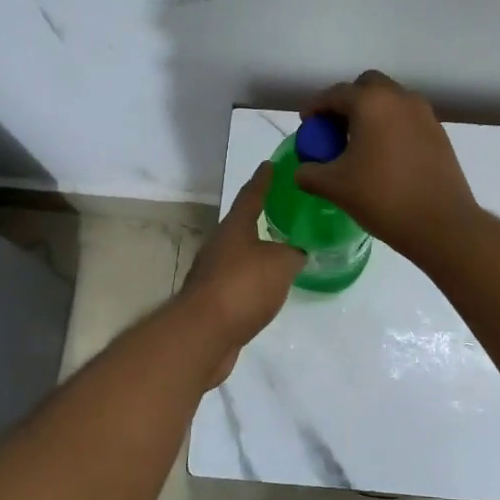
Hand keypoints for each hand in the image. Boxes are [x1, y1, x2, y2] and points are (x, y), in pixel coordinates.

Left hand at [176, 161, 305, 385]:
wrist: (204, 334)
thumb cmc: (243, 286)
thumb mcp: (281, 264)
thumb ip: (293, 254)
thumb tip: (296, 254)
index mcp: (234, 228)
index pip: (251, 196)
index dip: (262, 180)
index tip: (269, 165)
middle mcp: (219, 246)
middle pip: (241, 227)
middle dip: (259, 220)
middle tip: (283, 214)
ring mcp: (211, 275)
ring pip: (239, 257)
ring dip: (258, 255)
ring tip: (282, 255)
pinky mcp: (212, 302)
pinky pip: (239, 284)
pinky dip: (254, 283)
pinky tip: (268, 291)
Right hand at [294, 70, 478, 262]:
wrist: (441, 224)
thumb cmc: (383, 198)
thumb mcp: (335, 187)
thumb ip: (310, 172)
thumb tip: (303, 170)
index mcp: (371, 103)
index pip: (335, 94)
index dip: (316, 108)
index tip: (307, 126)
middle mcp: (400, 98)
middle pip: (367, 87)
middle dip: (347, 103)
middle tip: (335, 131)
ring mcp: (424, 114)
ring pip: (390, 101)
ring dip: (371, 114)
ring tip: (359, 145)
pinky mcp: (439, 133)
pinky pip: (407, 119)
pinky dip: (391, 127)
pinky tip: (385, 157)